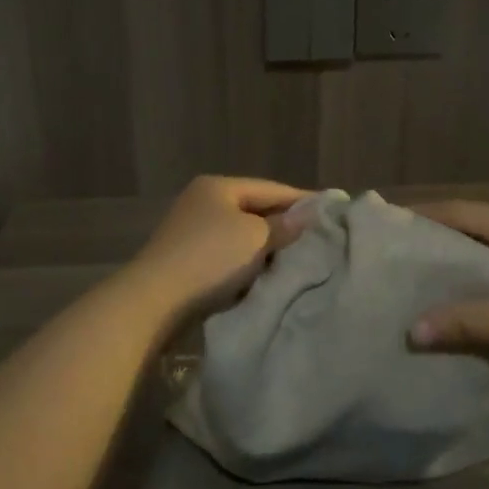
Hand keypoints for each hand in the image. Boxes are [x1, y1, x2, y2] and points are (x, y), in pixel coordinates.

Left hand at [130, 176, 309, 318]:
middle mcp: (202, 202)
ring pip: (242, 236)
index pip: (271, 188)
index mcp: (218, 187)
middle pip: (255, 210)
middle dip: (285, 225)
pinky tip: (266, 277)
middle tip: (319, 239)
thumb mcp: (255, 237)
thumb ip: (284, 225)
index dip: (303, 199)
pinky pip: (228, 257)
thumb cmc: (211, 258)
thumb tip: (309, 213)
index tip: (333, 211)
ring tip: (298, 261)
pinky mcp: (187, 261)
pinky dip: (247, 265)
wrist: (155, 302)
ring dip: (266, 248)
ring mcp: (191, 232)